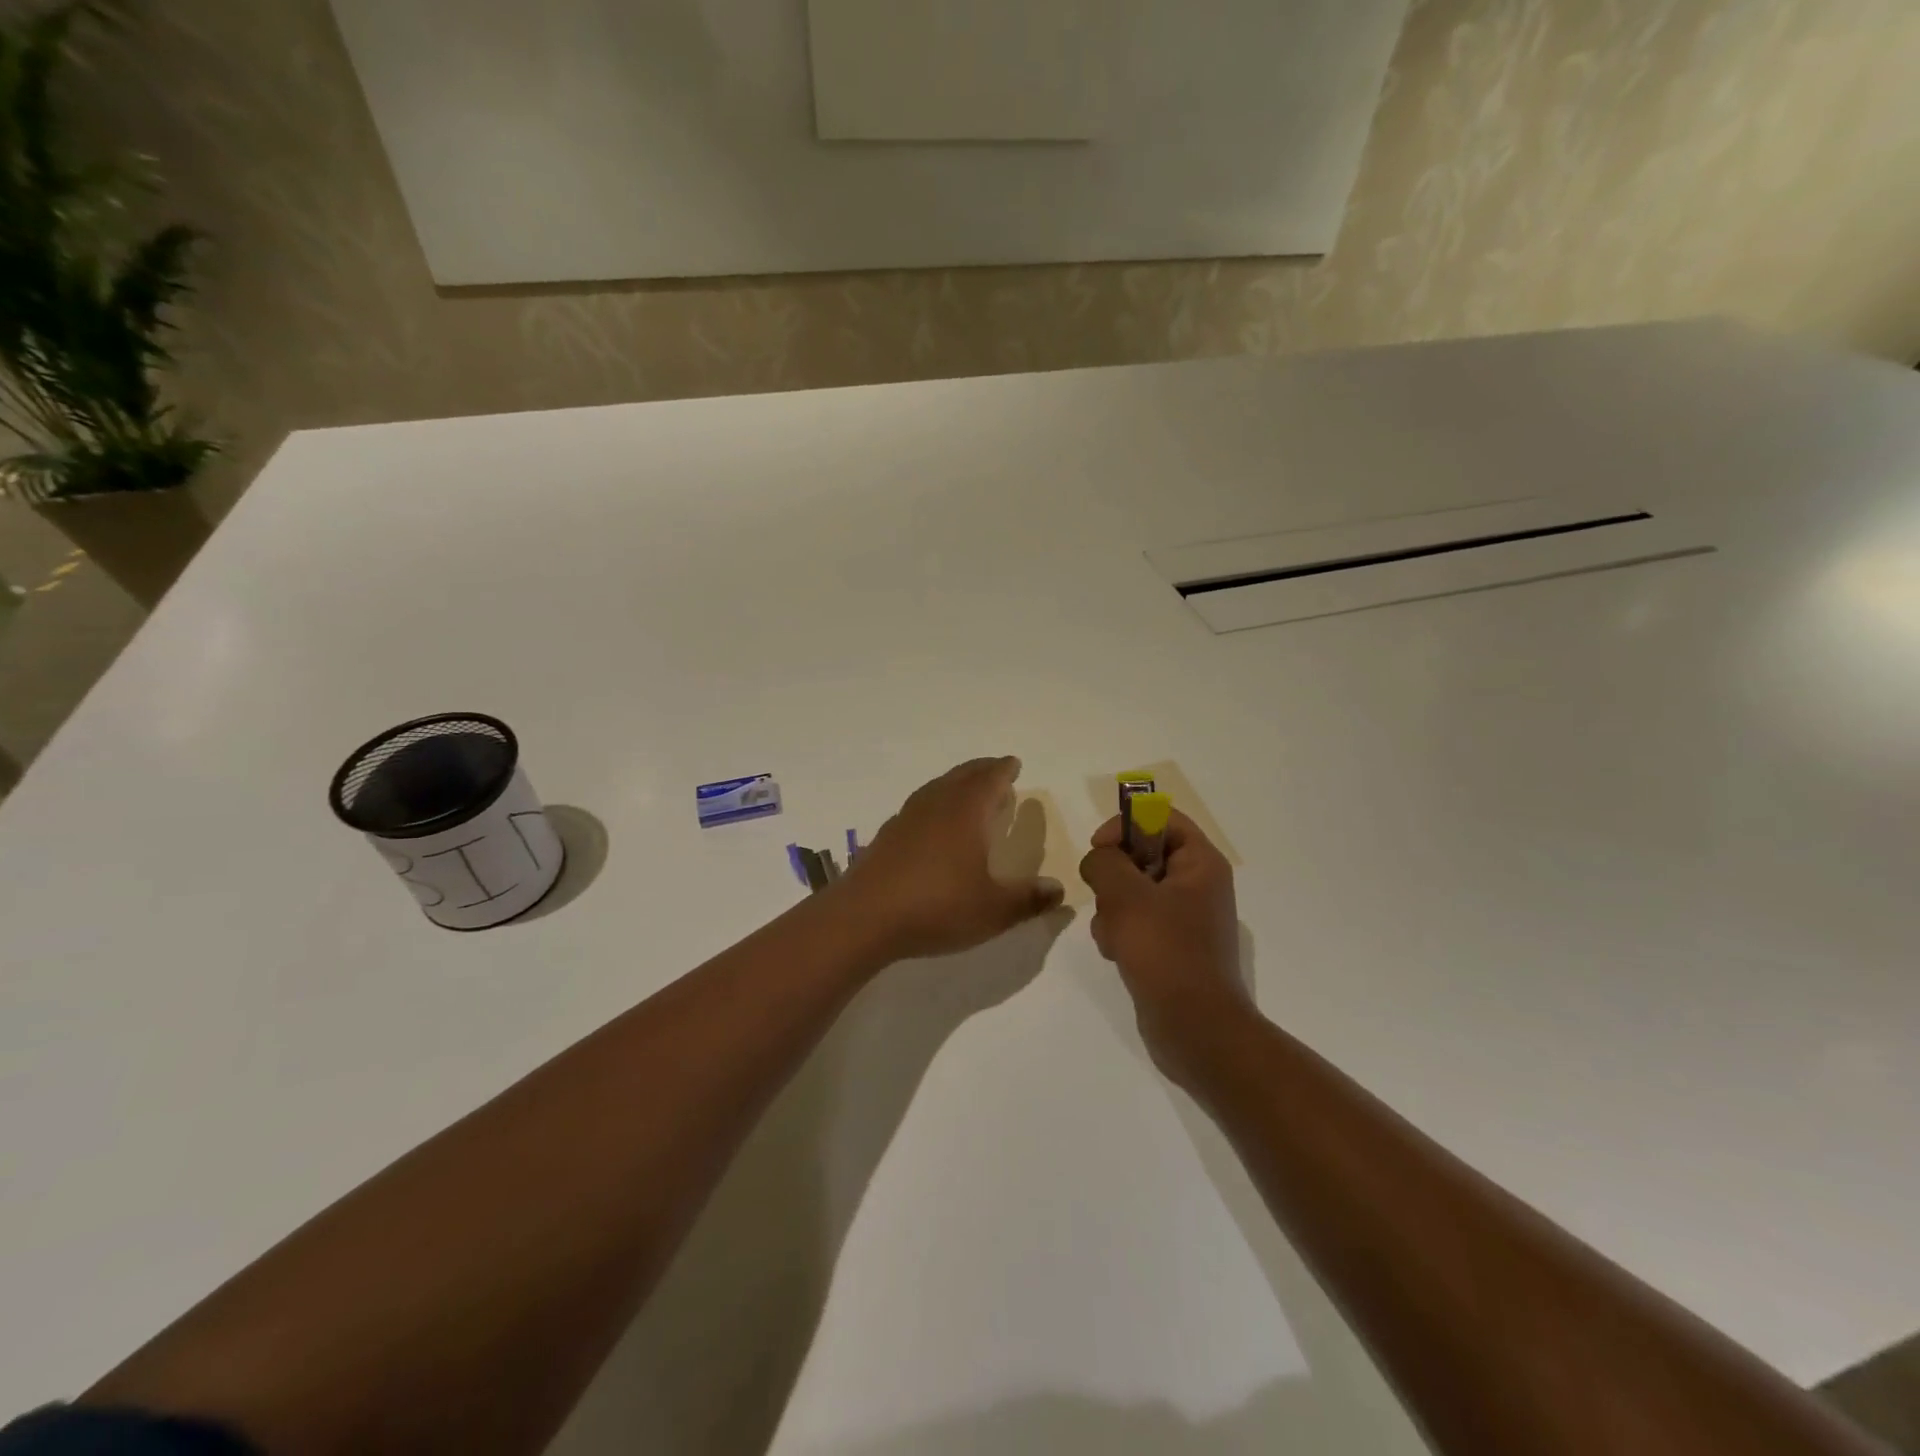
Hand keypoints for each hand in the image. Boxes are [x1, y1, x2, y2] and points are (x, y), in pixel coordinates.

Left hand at [840, 757, 1065, 962]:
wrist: (865, 917)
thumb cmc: (937, 906)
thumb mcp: (993, 910)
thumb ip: (1028, 899)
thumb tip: (1059, 890)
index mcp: (966, 812)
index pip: (990, 779)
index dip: (1004, 770)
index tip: (1013, 763)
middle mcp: (936, 805)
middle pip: (962, 776)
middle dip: (981, 770)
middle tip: (995, 769)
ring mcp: (907, 818)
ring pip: (936, 788)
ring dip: (956, 784)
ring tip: (967, 792)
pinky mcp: (887, 835)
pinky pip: (918, 807)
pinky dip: (934, 804)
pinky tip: (932, 824)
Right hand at [1079, 809, 1252, 1078]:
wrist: (1195, 1029)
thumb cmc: (1166, 952)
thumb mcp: (1126, 896)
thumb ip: (1104, 862)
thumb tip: (1099, 859)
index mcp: (1200, 863)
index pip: (1161, 818)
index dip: (1126, 824)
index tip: (1099, 848)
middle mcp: (1197, 884)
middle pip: (1141, 854)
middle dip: (1114, 875)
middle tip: (1105, 896)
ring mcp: (1183, 918)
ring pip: (1131, 890)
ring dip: (1111, 907)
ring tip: (1114, 934)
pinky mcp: (1169, 946)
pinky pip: (1134, 922)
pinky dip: (1118, 932)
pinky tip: (1116, 954)